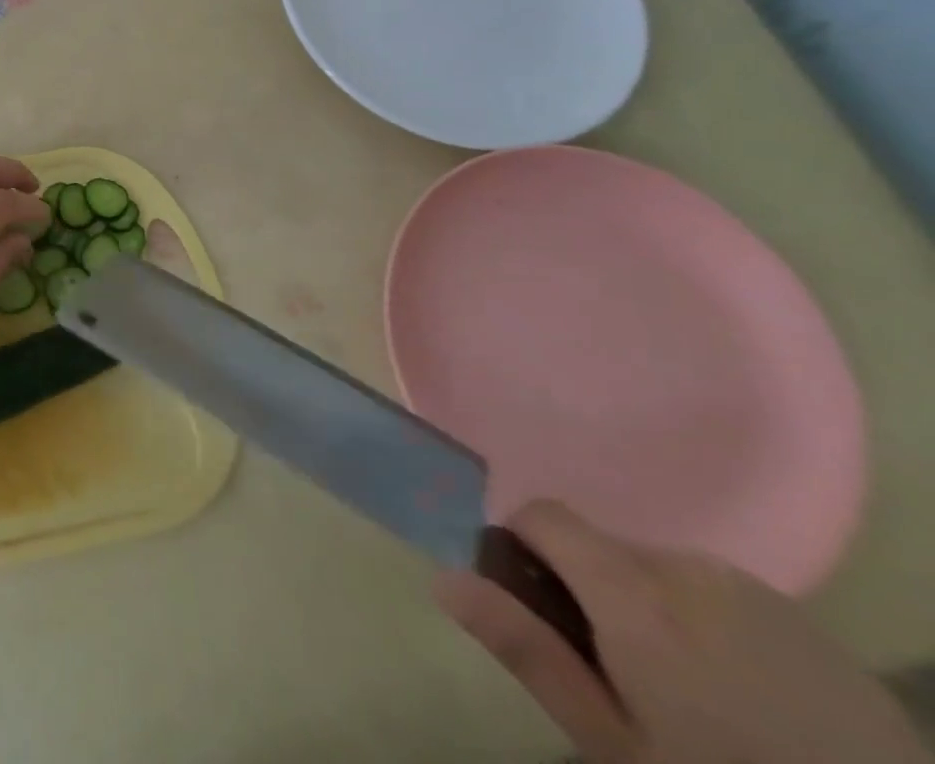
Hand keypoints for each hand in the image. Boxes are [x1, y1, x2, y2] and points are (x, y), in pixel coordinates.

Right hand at [435, 500, 929, 763]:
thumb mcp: (612, 743)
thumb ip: (527, 650)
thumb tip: (444, 577)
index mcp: (634, 590)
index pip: (544, 513)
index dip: (523, 546)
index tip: (535, 607)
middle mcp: (688, 568)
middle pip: (603, 546)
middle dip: (591, 590)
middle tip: (616, 675)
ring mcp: (758, 592)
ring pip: (661, 571)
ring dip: (650, 608)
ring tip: (687, 696)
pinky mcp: (810, 624)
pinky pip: (722, 596)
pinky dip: (707, 626)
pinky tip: (747, 701)